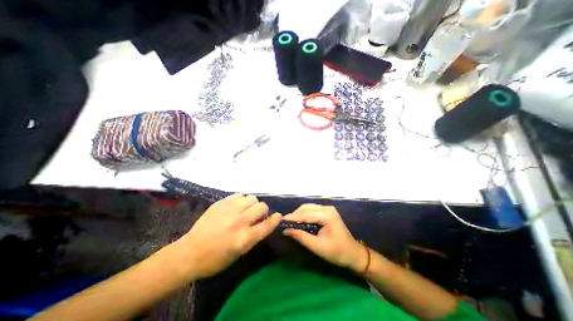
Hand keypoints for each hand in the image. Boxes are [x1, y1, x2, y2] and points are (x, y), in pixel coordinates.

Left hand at [177, 193, 279, 278]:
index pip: (267, 225)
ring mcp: (229, 210)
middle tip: (256, 215)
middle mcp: (239, 221)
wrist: (189, 253)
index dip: (275, 219)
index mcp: (244, 238)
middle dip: (263, 210)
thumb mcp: (239, 254)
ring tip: (245, 209)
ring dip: (252, 204)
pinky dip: (240, 199)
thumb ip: (254, 237)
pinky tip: (235, 206)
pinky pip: (238, 194)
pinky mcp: (220, 203)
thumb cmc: (215, 259)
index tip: (278, 216)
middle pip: (261, 207)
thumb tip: (264, 223)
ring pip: (251, 198)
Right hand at [282, 204, 366, 272]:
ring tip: (290, 222)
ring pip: (308, 207)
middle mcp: (327, 208)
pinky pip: (312, 210)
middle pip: (306, 208)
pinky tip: (299, 220)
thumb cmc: (337, 252)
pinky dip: (304, 214)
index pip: (306, 214)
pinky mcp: (327, 212)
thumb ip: (301, 237)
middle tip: (285, 223)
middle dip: (295, 215)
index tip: (281, 221)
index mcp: (327, 215)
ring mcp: (328, 209)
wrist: (353, 253)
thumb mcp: (318, 247)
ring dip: (298, 214)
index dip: (293, 217)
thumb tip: (286, 231)